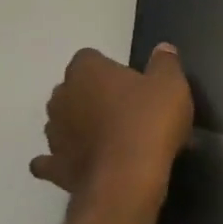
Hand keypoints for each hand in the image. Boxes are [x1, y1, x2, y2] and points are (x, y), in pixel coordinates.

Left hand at [30, 44, 192, 204]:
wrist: (128, 175)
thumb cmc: (150, 121)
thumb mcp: (172, 85)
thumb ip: (165, 64)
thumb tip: (163, 48)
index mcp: (88, 72)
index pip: (90, 58)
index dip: (110, 68)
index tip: (133, 81)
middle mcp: (62, 97)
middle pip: (74, 89)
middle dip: (94, 95)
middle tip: (127, 109)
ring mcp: (54, 133)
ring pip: (63, 121)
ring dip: (81, 125)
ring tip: (113, 138)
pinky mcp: (55, 165)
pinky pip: (51, 159)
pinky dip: (62, 158)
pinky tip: (79, 160)